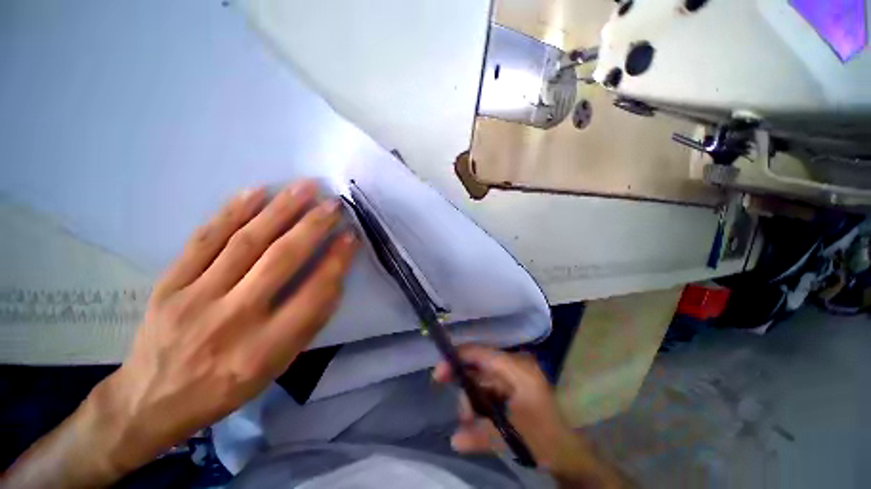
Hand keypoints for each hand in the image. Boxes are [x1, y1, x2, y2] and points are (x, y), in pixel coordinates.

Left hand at [3, 180, 358, 487]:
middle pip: (280, 260)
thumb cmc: (227, 386)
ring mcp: (196, 298)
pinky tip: (255, 192)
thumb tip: (333, 276)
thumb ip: (309, 321)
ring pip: (245, 242)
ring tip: (303, 187)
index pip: (314, 294)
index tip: (351, 236)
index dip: (336, 261)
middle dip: (312, 226)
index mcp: (266, 348)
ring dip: (279, 210)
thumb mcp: (278, 366)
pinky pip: (204, 240)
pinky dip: (232, 212)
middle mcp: (234, 319)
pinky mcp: (169, 285)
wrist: (152, 400)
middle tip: (333, 203)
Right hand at [432, 346, 580, 470]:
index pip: (482, 353)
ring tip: (467, 420)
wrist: (568, 450)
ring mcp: (515, 373)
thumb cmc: (543, 439)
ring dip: (470, 396)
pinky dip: (478, 399)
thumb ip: (481, 435)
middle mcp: (515, 365)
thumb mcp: (511, 437)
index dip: (458, 358)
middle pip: (479, 364)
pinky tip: (473, 418)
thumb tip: (454, 439)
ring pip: (482, 376)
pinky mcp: (513, 383)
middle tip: (447, 393)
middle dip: (463, 383)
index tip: (439, 372)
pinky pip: (489, 384)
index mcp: (518, 370)